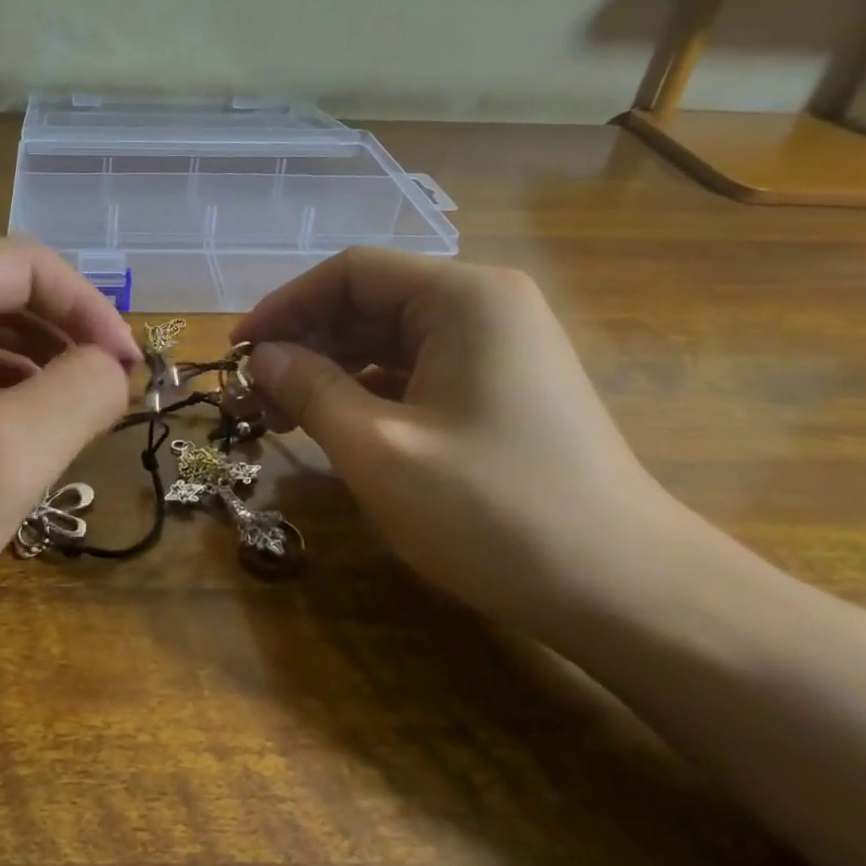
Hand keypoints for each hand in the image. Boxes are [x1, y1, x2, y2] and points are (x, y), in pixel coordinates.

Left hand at [0, 238, 139, 665]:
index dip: (91, 308)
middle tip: (111, 398)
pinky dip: (4, 400)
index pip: (29, 265)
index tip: (129, 371)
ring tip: (77, 424)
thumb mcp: (5, 457)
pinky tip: (24, 444)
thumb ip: (79, 394)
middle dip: (68, 339)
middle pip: (6, 296)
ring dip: (40, 371)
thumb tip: (112, 368)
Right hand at [232, 249, 675, 625]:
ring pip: (388, 341)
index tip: (238, 352)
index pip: (350, 272)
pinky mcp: (499, 390)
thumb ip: (309, 390)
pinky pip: (415, 373)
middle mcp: (484, 307)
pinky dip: (366, 393)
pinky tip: (334, 427)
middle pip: (369, 303)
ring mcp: (497, 350)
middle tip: (250, 395)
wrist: (627, 593)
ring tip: (279, 417)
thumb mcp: (379, 449)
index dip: (284, 306)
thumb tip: (261, 356)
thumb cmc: (494, 511)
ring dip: (329, 372)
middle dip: (304, 344)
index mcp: (463, 298)